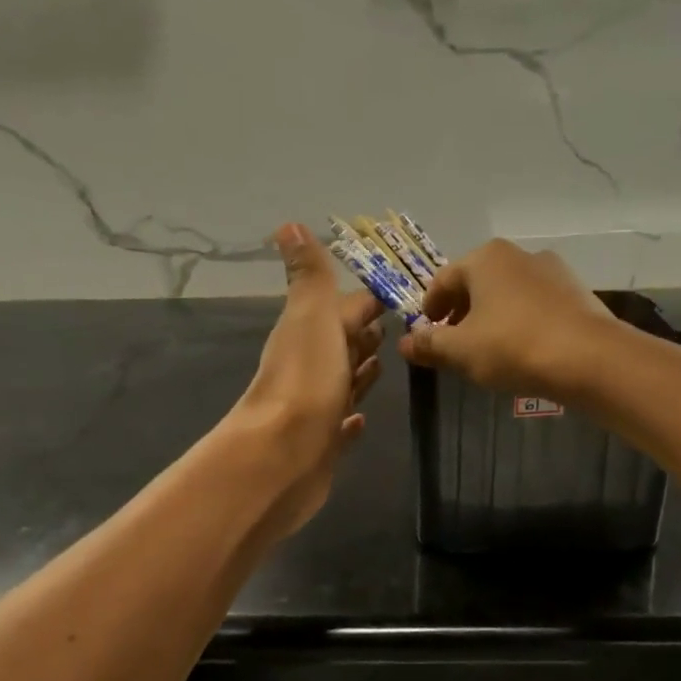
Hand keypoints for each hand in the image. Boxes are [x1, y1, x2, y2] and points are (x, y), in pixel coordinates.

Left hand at [223, 223, 384, 538]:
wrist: (282, 456)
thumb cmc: (305, 380)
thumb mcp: (311, 316)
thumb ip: (308, 276)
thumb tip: (287, 224)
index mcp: (309, 333)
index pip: (344, 309)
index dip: (368, 302)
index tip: (398, 295)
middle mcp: (309, 368)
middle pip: (343, 346)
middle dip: (365, 335)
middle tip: (398, 331)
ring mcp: (316, 409)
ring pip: (343, 383)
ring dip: (359, 373)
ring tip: (384, 365)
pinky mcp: (323, 446)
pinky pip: (341, 427)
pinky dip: (350, 420)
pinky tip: (360, 421)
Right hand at [398, 239, 613, 399]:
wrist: (590, 359)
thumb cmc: (513, 347)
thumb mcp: (460, 350)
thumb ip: (429, 344)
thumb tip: (405, 343)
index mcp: (485, 259)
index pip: (443, 280)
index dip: (429, 309)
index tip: (427, 334)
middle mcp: (518, 254)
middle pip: (476, 284)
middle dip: (461, 313)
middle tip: (454, 344)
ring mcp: (552, 270)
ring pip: (507, 293)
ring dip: (491, 317)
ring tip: (487, 349)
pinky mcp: (576, 292)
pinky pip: (535, 304)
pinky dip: (520, 321)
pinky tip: (521, 348)